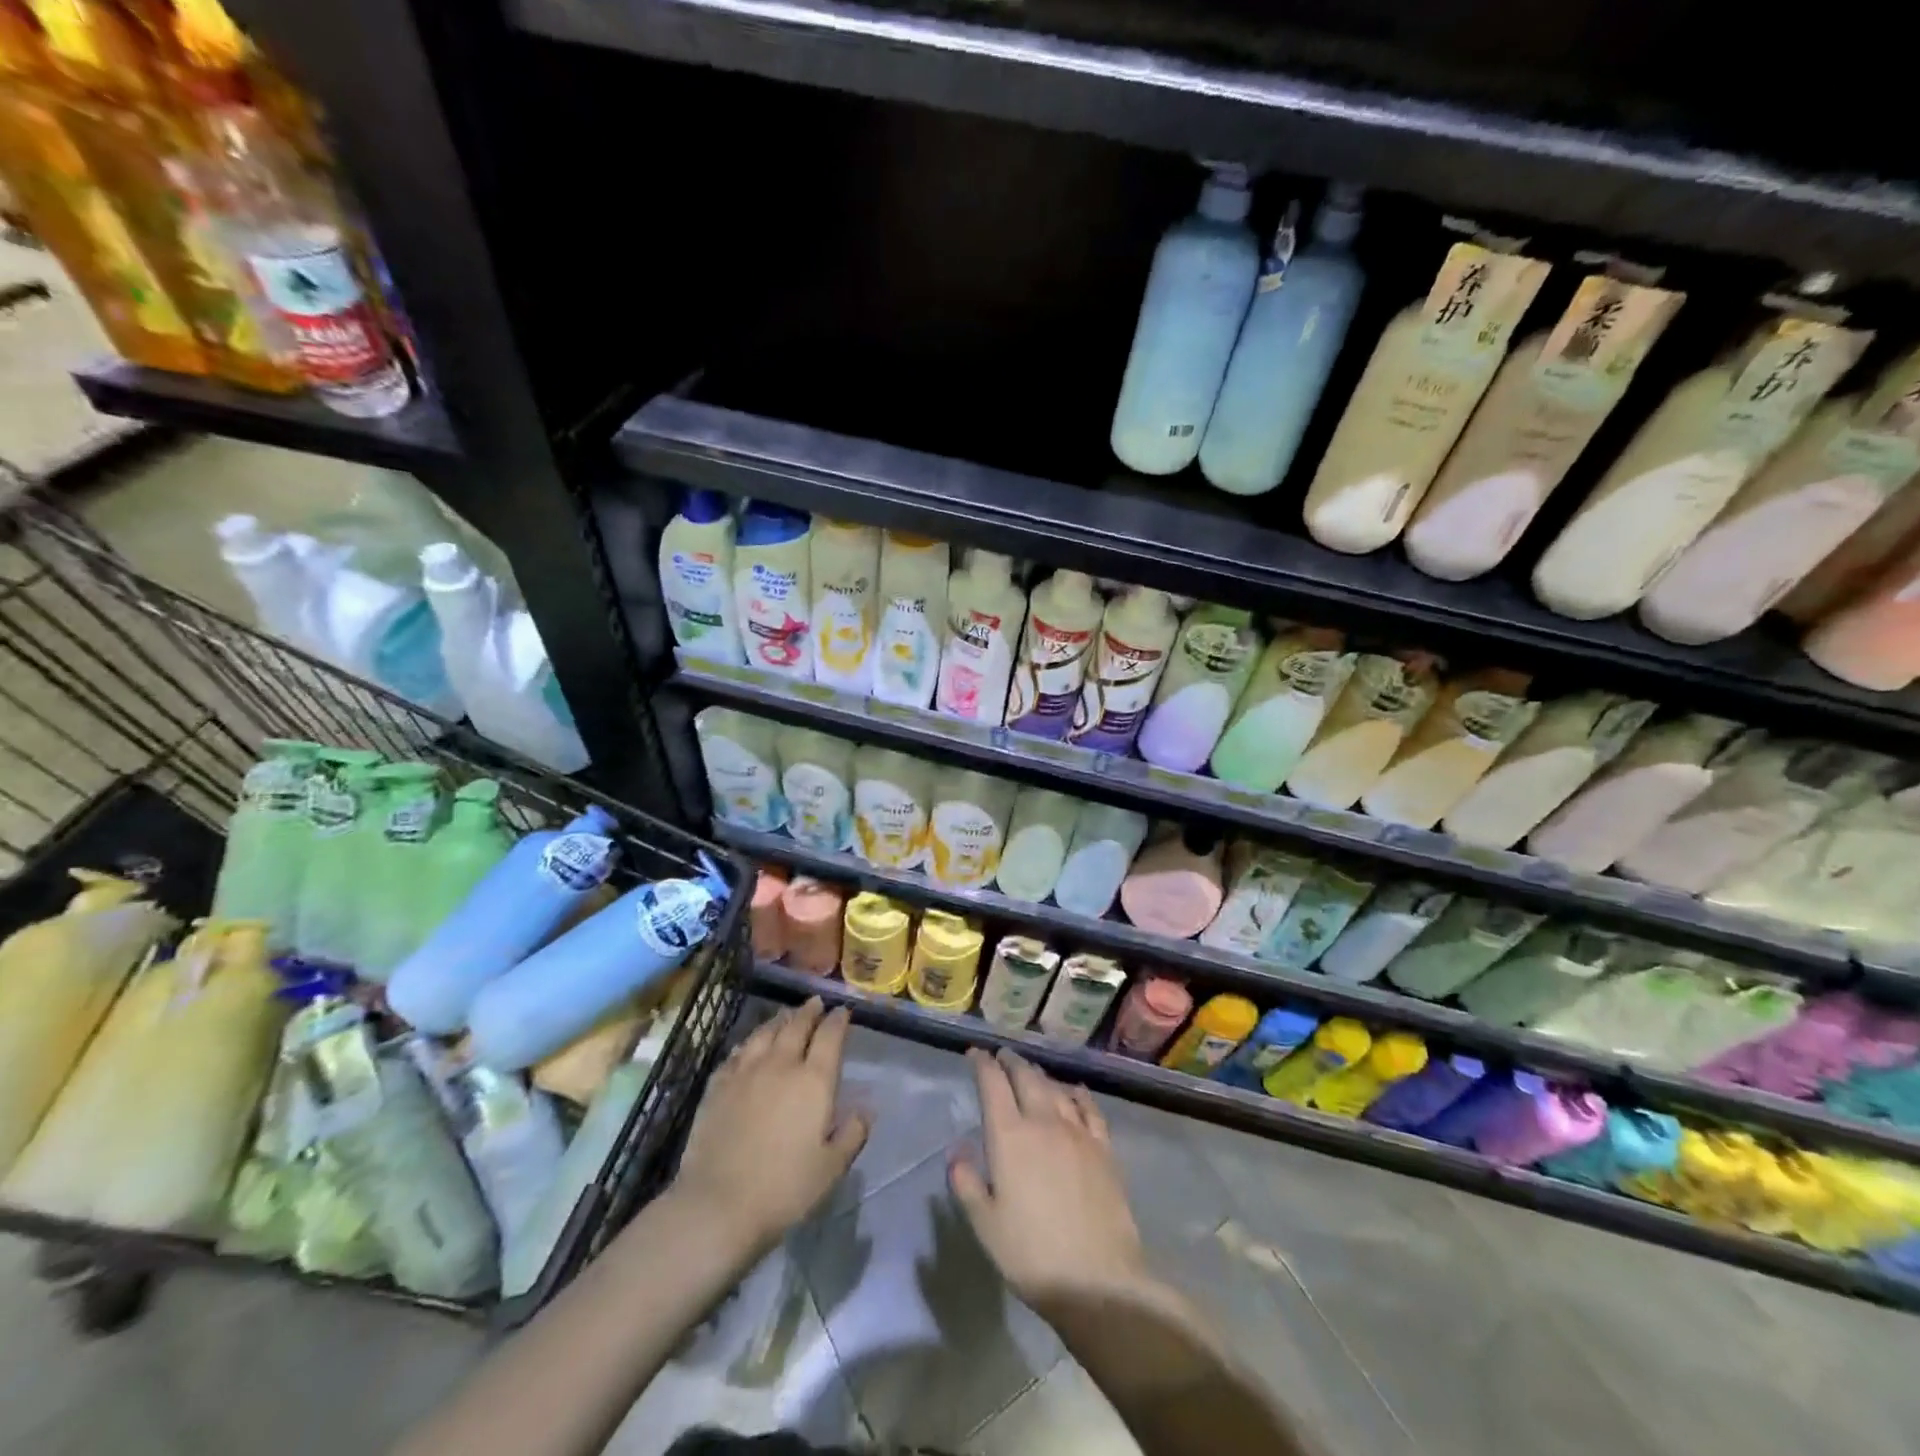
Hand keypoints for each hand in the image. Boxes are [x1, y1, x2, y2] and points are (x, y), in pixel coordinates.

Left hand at [672, 998, 868, 1255]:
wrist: (718, 1204)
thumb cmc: (783, 1188)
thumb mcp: (831, 1168)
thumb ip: (852, 1134)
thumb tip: (866, 1109)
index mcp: (813, 1080)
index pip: (830, 1037)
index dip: (838, 1020)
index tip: (843, 1011)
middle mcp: (781, 1065)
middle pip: (796, 1026)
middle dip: (809, 1011)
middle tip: (816, 1002)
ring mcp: (746, 1072)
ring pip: (765, 1033)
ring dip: (779, 1019)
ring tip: (786, 1015)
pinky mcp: (717, 1086)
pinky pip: (737, 1053)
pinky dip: (748, 1043)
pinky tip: (748, 1045)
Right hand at [950, 1048, 1151, 1310]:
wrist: (1098, 1278)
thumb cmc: (1031, 1254)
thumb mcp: (985, 1225)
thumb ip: (966, 1182)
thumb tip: (957, 1150)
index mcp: (1010, 1137)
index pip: (993, 1085)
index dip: (982, 1064)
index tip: (975, 1054)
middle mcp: (1043, 1122)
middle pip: (1026, 1078)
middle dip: (1011, 1062)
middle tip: (1002, 1055)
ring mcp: (1077, 1132)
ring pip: (1055, 1088)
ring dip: (1039, 1074)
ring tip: (1031, 1070)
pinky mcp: (1103, 1148)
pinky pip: (1089, 1109)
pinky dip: (1078, 1093)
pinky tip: (1075, 1091)